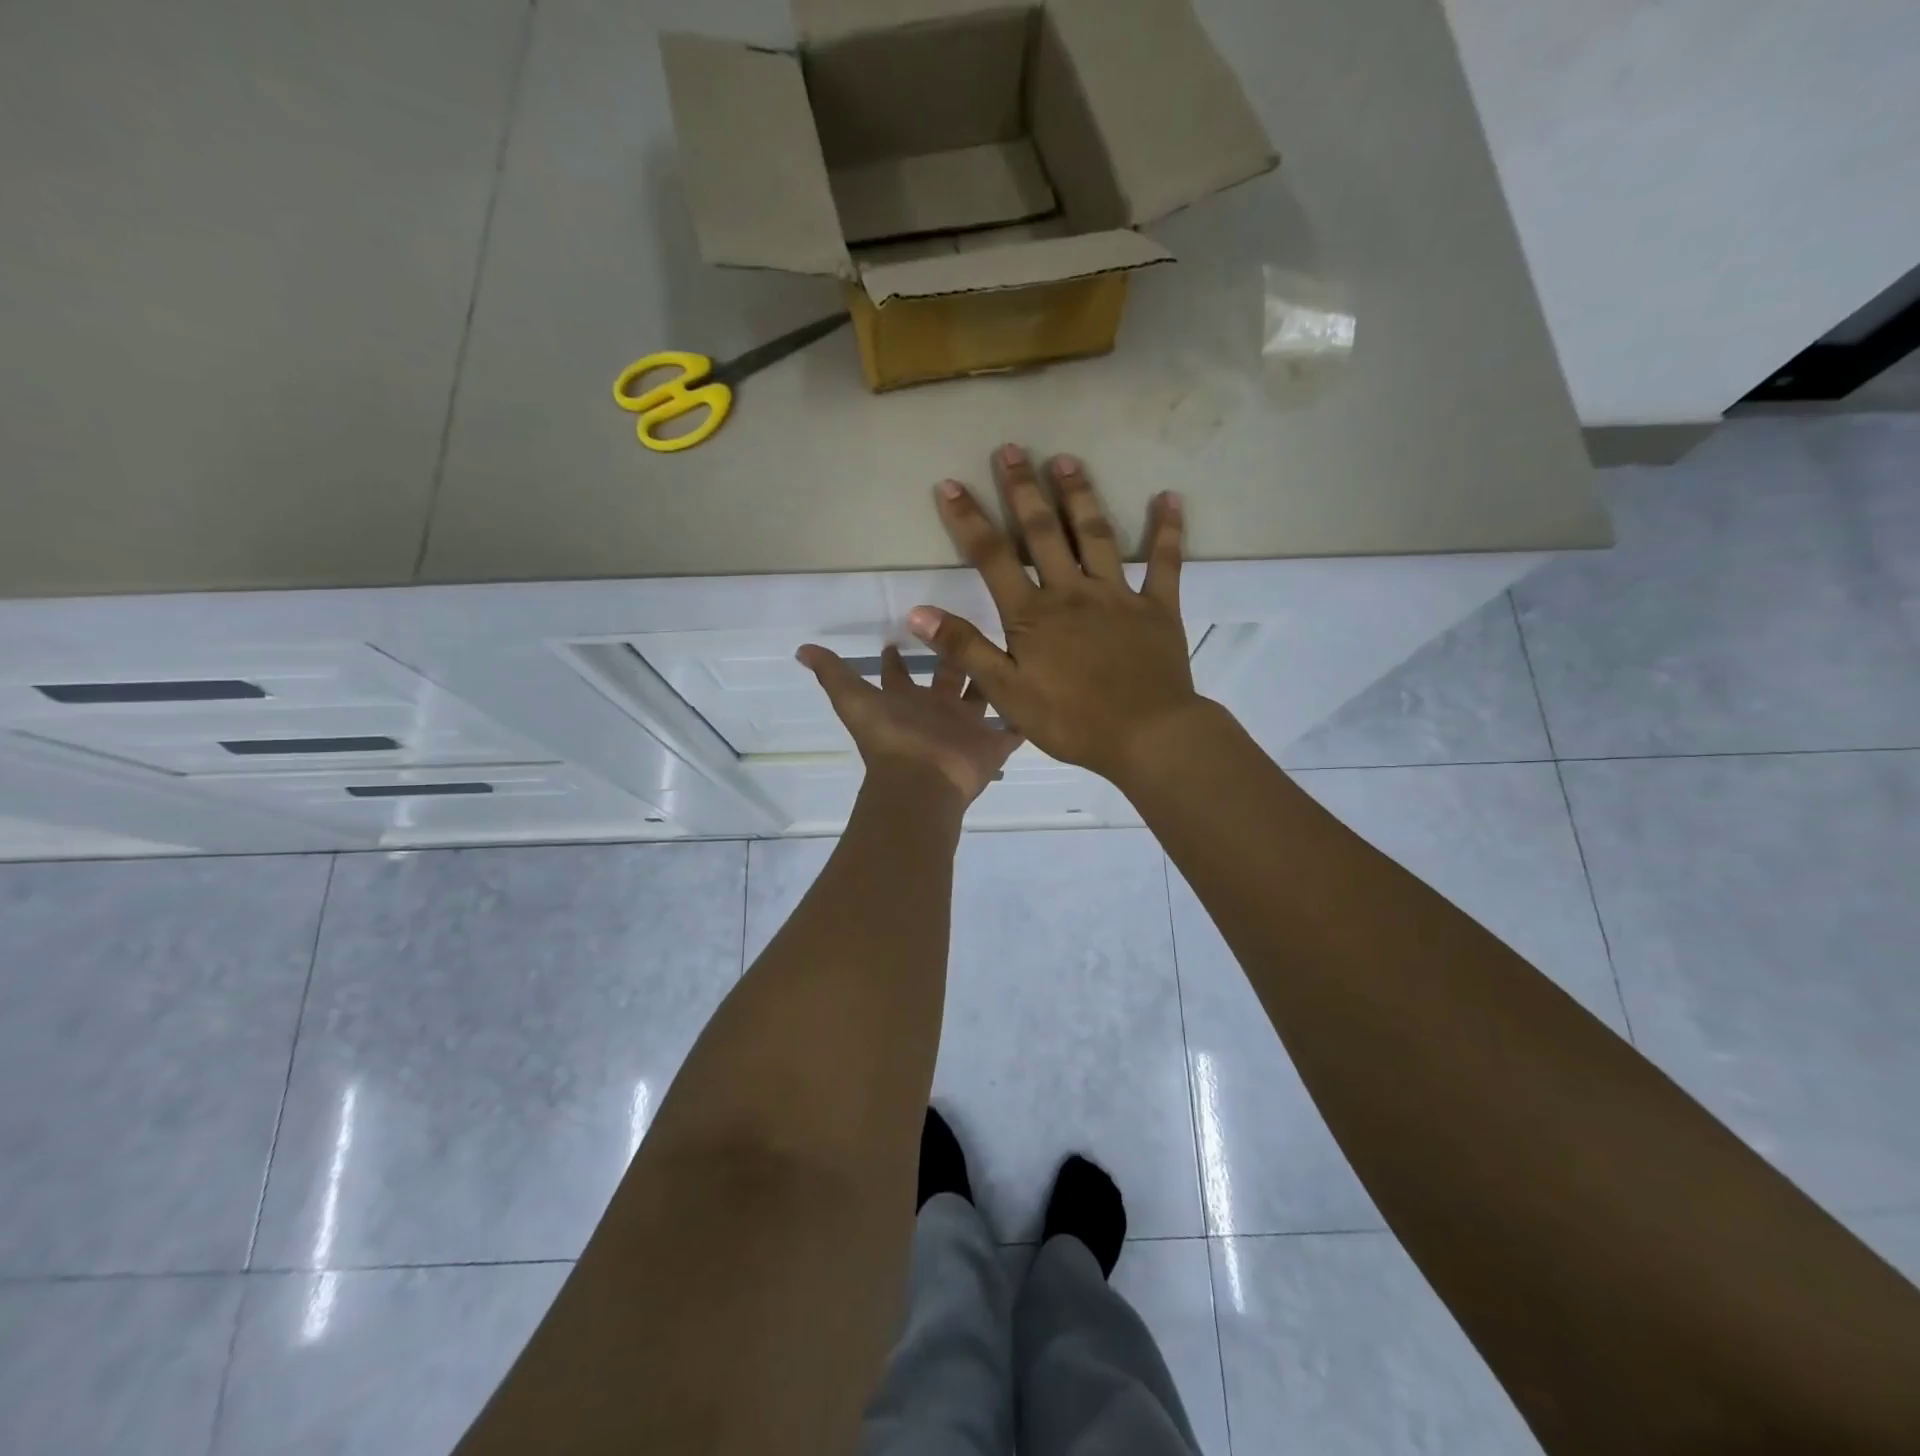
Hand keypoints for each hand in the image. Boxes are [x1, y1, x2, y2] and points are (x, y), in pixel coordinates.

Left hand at [796, 643, 1022, 806]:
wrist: (921, 783)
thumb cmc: (890, 739)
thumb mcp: (854, 700)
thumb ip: (832, 673)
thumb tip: (801, 649)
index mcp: (905, 701)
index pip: (900, 674)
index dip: (897, 658)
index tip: (904, 632)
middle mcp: (936, 712)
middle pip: (947, 678)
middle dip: (953, 655)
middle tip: (967, 625)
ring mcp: (966, 729)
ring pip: (983, 697)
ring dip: (992, 678)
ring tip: (1010, 649)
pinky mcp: (992, 745)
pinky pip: (1013, 730)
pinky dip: (1024, 719)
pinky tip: (1039, 695)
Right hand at [908, 444, 1204, 784]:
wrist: (1147, 736)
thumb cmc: (1071, 720)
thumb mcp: (1006, 692)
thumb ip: (965, 649)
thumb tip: (918, 612)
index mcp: (1033, 614)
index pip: (992, 557)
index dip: (968, 519)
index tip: (949, 484)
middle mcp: (1072, 592)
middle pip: (1043, 532)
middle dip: (1023, 489)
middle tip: (1011, 448)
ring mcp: (1118, 596)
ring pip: (1097, 535)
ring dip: (1080, 495)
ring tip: (1066, 459)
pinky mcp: (1158, 608)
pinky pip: (1165, 563)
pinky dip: (1168, 530)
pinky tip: (1169, 497)